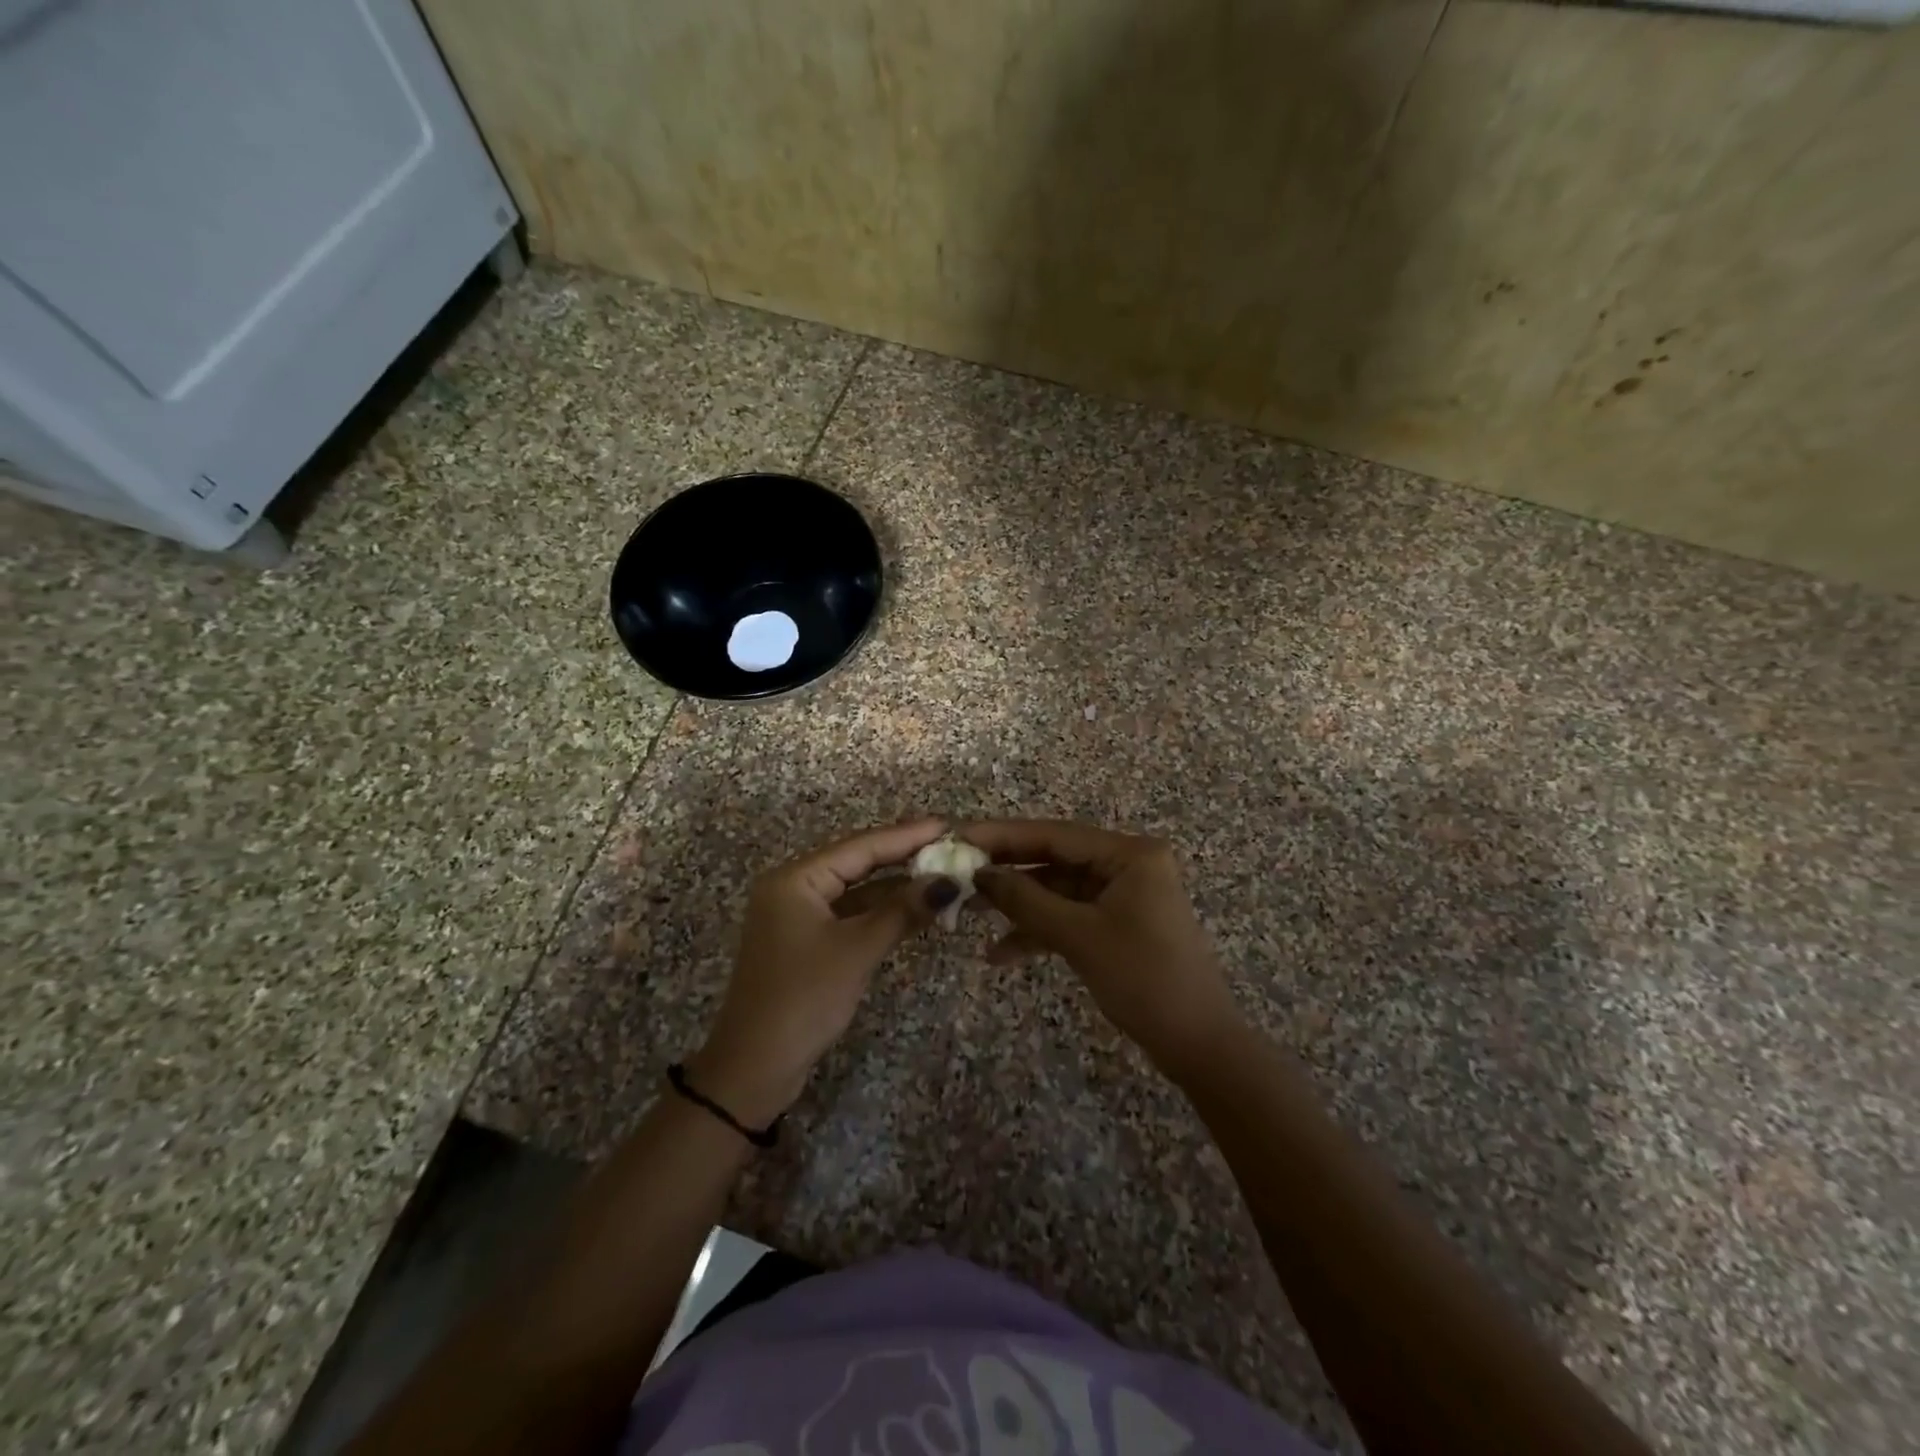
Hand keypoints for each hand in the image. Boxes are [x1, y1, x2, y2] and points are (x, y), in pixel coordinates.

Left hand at [688, 817, 957, 1125]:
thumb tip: (948, 882)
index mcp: (796, 879)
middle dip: (904, 857)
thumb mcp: (857, 950)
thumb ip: (902, 911)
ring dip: (896, 887)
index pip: (860, 846)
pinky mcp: (807, 941)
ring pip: (856, 890)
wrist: (755, 1067)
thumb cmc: (803, 999)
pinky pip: (851, 914)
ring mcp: (799, 915)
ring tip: (943, 874)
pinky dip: (882, 912)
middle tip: (950, 847)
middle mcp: (794, 887)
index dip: (906, 836)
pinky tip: (915, 908)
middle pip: (858, 863)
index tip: (947, 826)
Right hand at [961, 820, 1241, 1077]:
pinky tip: (1001, 953)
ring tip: (969, 914)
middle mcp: (1127, 865)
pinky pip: (1070, 916)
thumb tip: (979, 874)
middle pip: (1054, 859)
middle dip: (1007, 872)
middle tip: (957, 874)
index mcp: (1129, 854)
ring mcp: (1123, 895)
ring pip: (1058, 890)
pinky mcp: (1117, 924)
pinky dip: (1039, 931)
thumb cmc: (1144, 980)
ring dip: (1019, 905)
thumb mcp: (1079, 937)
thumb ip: (1026, 900)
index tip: (959, 836)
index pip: (1054, 835)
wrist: (1198, 1045)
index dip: (1003, 836)